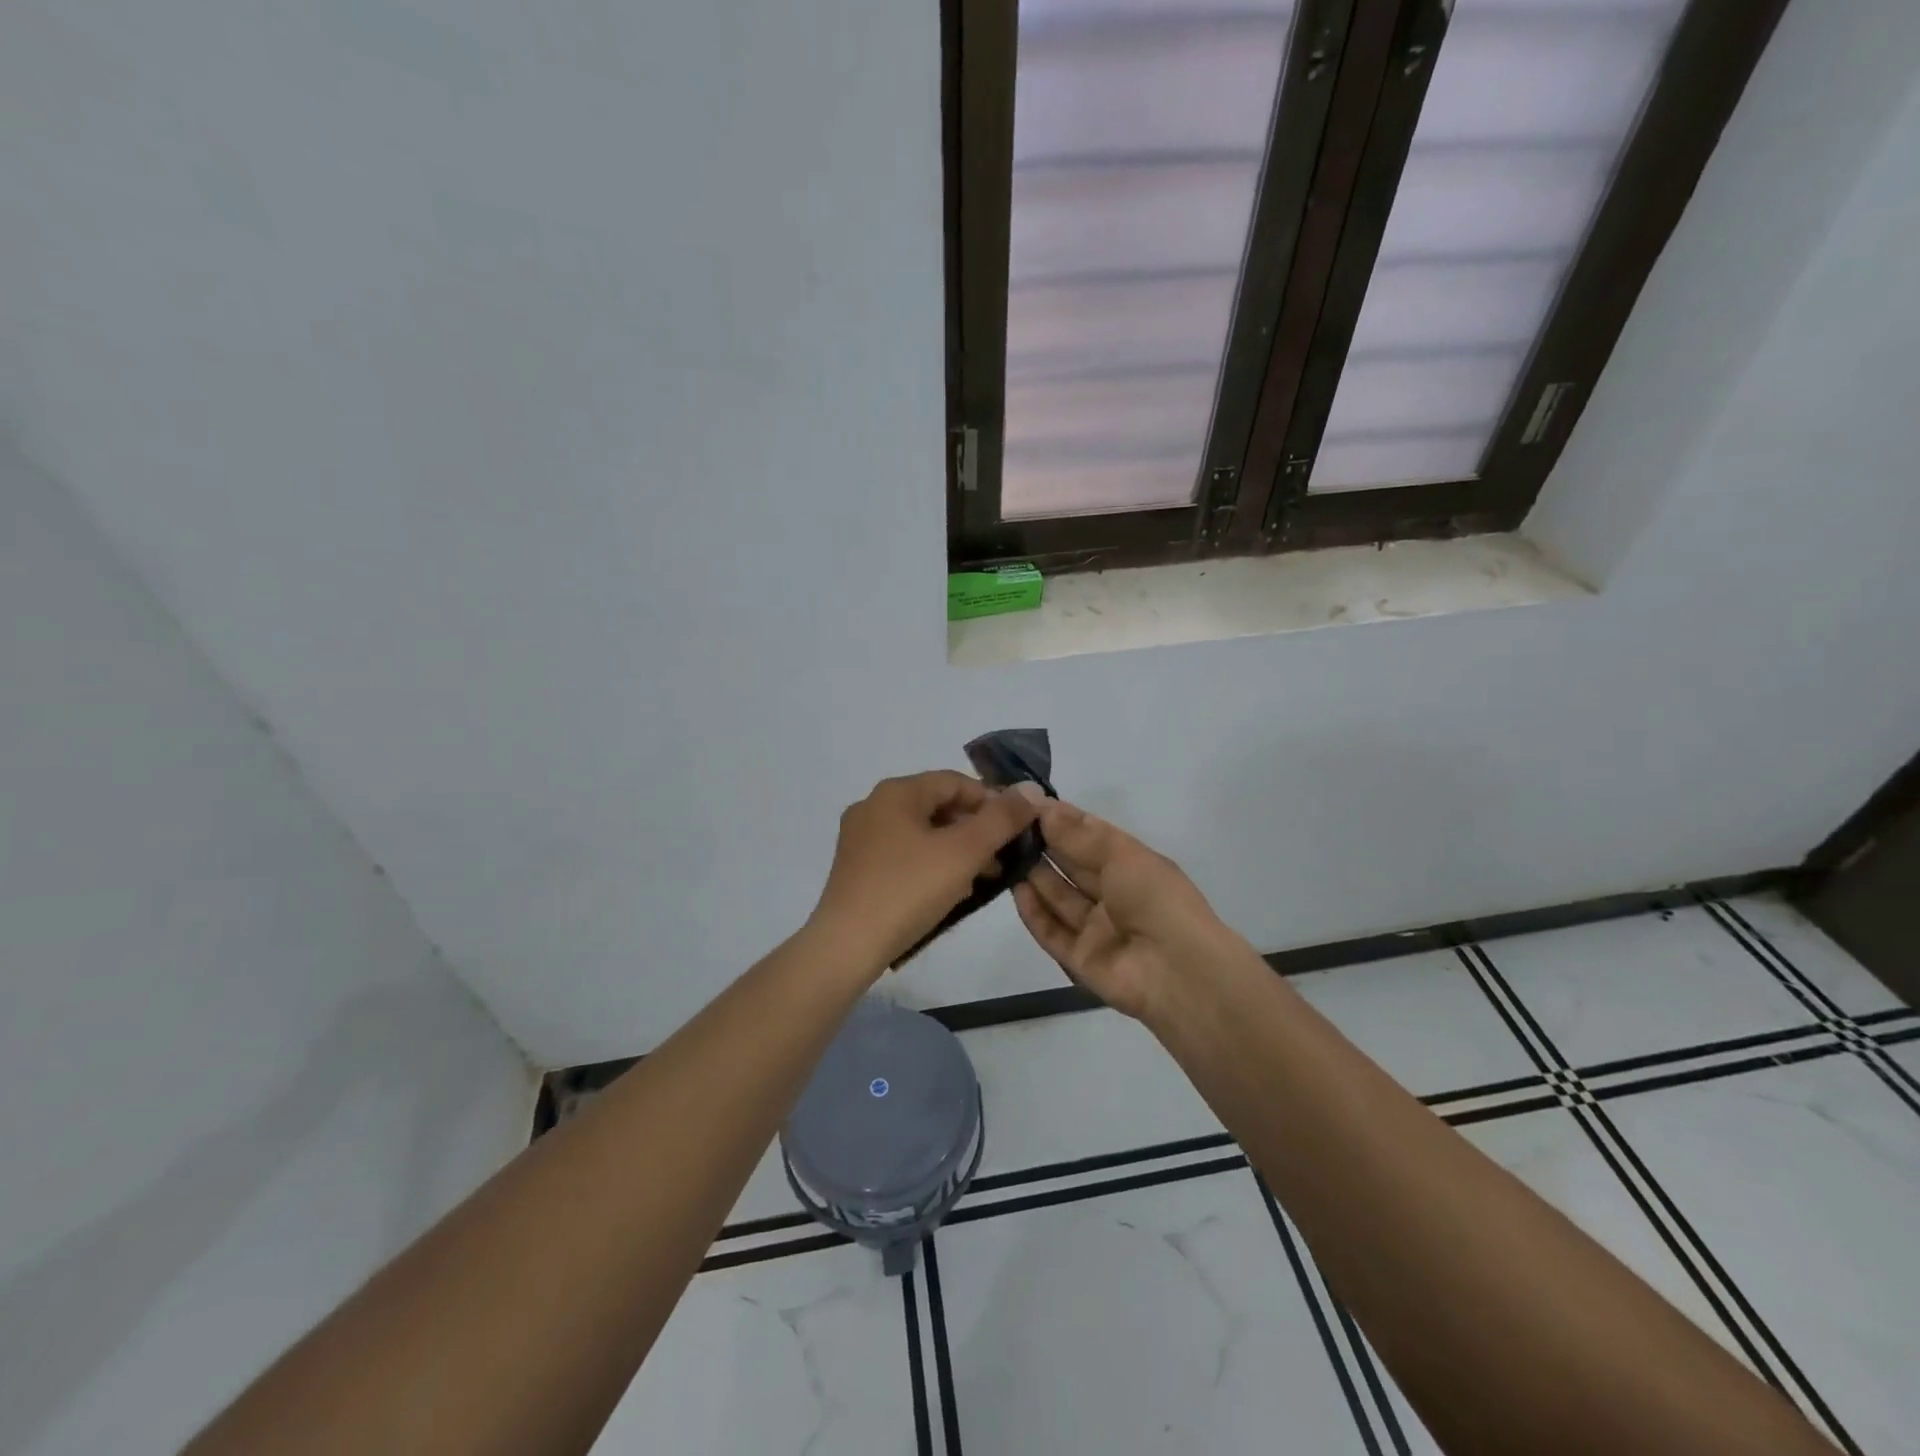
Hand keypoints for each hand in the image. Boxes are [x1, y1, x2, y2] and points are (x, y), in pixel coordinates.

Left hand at [809, 770, 1039, 975]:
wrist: (847, 946)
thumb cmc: (908, 890)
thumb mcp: (964, 852)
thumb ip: (1001, 819)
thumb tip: (1031, 789)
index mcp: (896, 792)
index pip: (955, 782)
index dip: (992, 800)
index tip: (1017, 828)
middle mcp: (873, 806)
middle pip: (938, 806)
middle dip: (976, 829)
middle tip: (1004, 856)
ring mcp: (860, 838)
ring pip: (922, 832)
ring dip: (956, 849)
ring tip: (984, 877)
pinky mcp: (856, 868)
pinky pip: (904, 854)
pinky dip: (931, 864)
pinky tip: (949, 891)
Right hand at [1012, 798, 1240, 1021]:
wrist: (1177, 971)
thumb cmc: (1156, 899)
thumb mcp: (1121, 855)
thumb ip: (1078, 834)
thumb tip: (1044, 808)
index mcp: (1132, 866)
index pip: (1092, 837)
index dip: (1062, 820)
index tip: (1027, 802)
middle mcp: (1114, 895)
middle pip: (1073, 866)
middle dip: (1044, 844)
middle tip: (1006, 824)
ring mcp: (1096, 929)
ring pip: (1059, 898)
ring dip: (1035, 875)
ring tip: (1002, 851)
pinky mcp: (1079, 959)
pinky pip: (1052, 932)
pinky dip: (1034, 912)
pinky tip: (1015, 889)